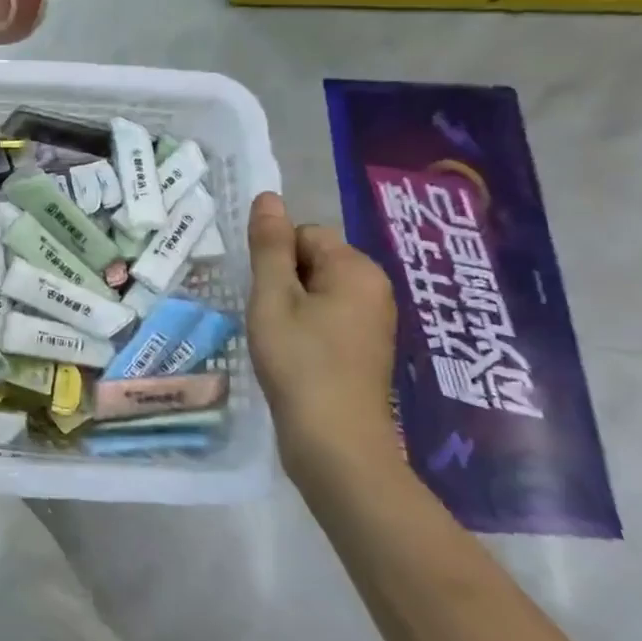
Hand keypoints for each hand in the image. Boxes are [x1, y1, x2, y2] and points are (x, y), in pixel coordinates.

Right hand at [245, 192, 402, 489]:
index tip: (266, 296)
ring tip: (279, 339)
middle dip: (284, 282)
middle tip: (270, 319)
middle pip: (312, 260)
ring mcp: (373, 321)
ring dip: (291, 307)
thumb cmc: (300, 362)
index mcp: (357, 269)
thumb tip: (268, 197)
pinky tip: (294, 356)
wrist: (335, 444)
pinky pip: (327, 317)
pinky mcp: (365, 348)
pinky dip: (305, 328)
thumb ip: (270, 245)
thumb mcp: (273, 297)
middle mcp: (374, 288)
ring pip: (316, 290)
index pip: (304, 234)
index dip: (276, 261)